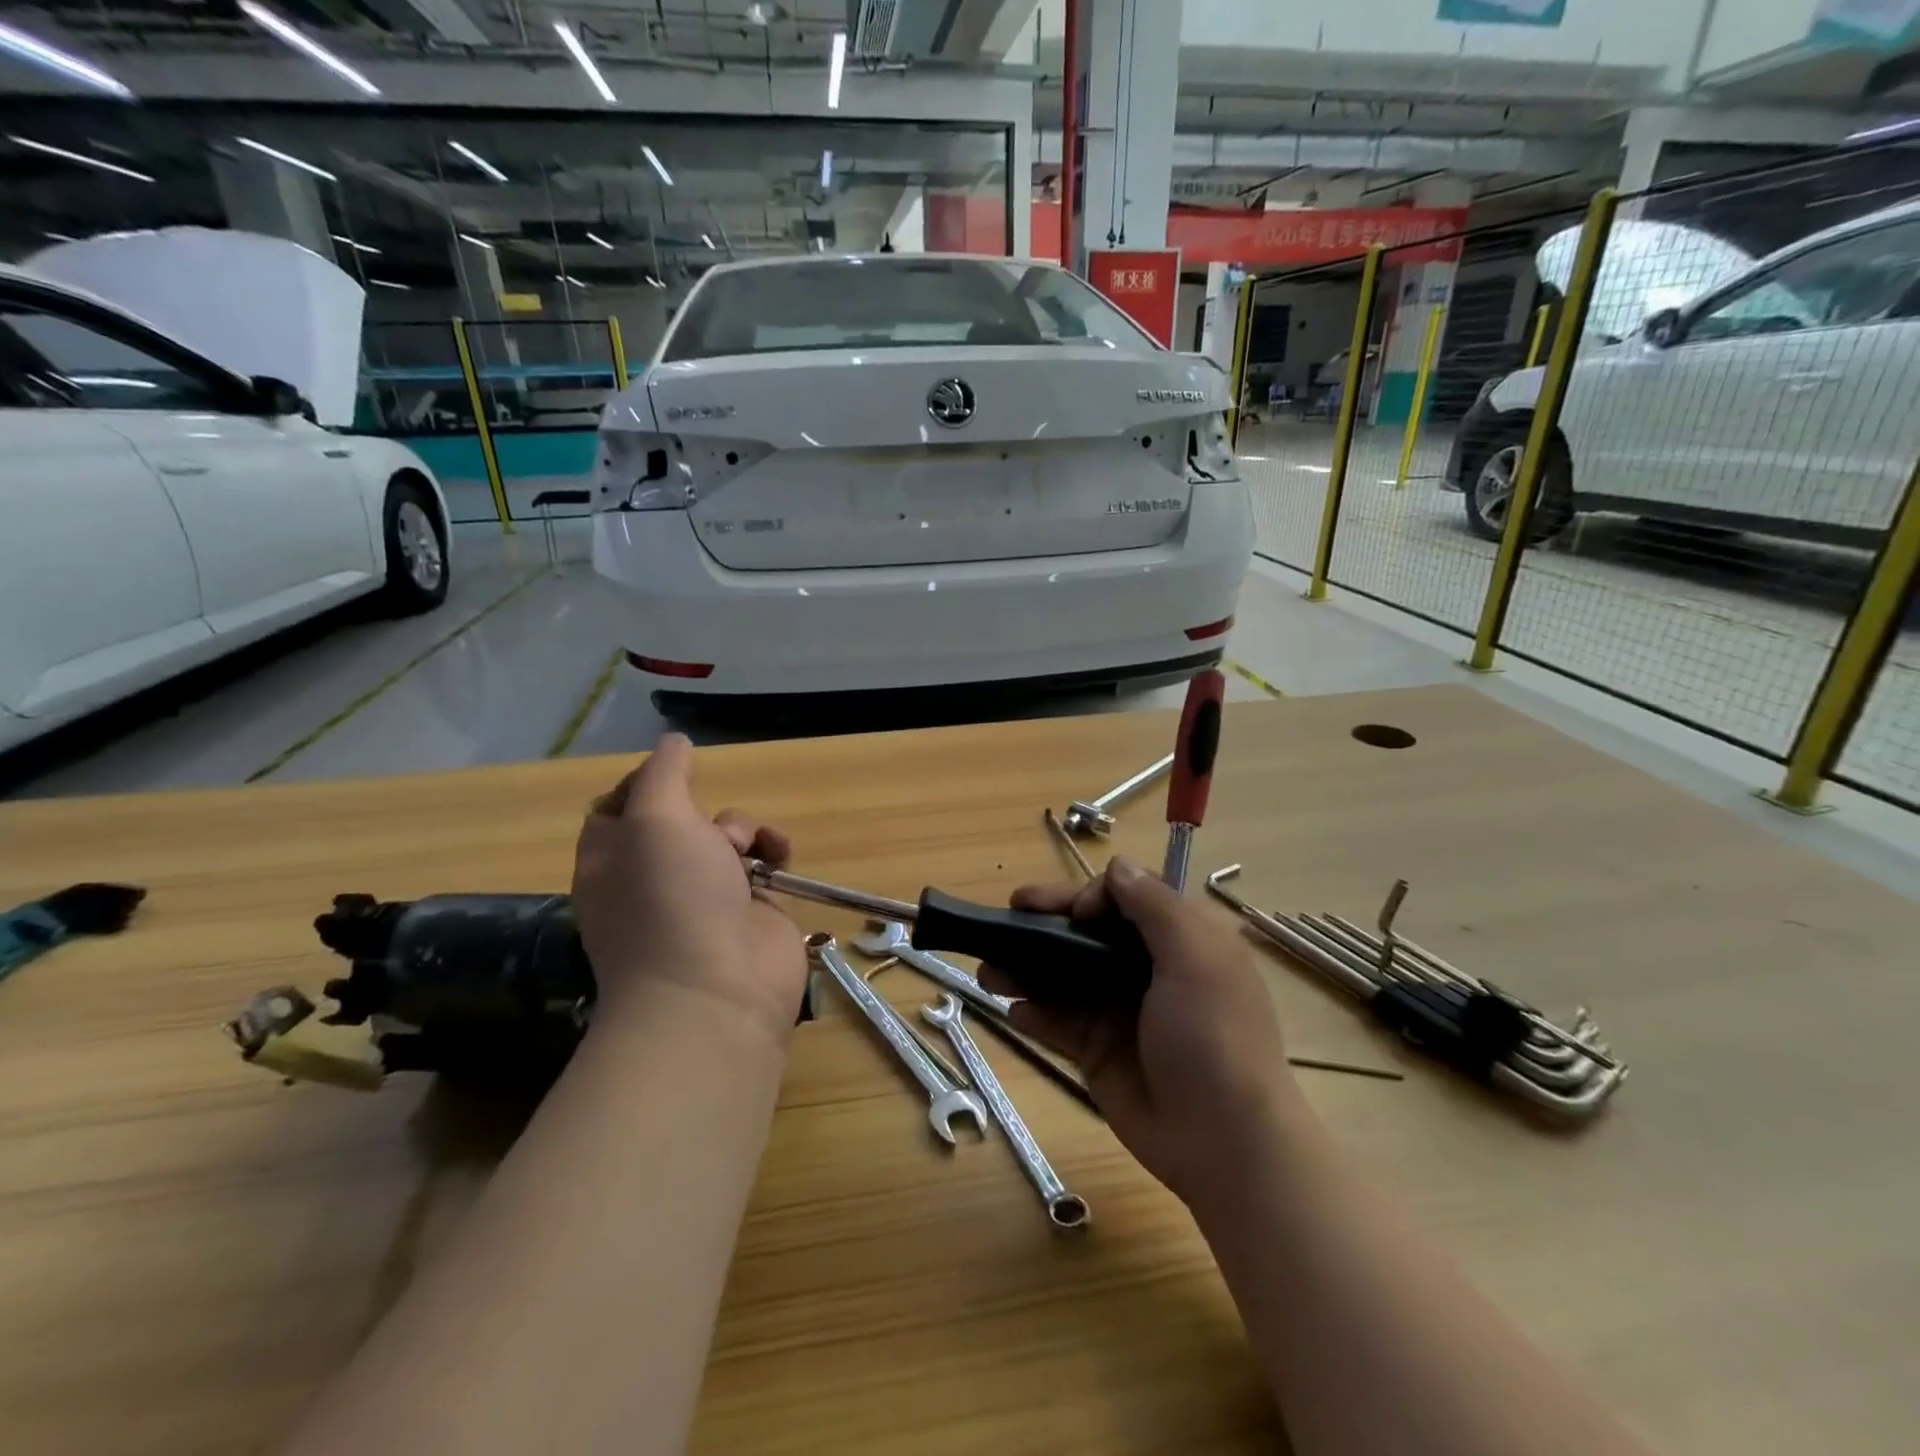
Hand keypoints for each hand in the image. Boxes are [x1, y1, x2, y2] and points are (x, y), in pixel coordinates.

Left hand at [571, 734, 806, 1045]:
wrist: (717, 990)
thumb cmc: (670, 898)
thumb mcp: (655, 818)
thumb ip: (663, 772)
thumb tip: (675, 742)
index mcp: (613, 859)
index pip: (619, 806)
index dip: (645, 783)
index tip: (675, 772)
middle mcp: (654, 876)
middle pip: (680, 817)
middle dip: (703, 811)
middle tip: (708, 827)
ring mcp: (704, 895)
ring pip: (726, 835)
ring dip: (744, 830)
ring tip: (751, 851)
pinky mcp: (750, 909)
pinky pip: (763, 862)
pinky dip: (774, 851)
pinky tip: (780, 858)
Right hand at [981, 857, 1299, 1206]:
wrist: (1223, 1142)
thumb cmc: (1213, 1037)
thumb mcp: (1196, 959)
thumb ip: (1154, 906)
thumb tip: (1118, 865)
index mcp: (1178, 940)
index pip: (1125, 897)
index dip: (1094, 895)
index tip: (1076, 914)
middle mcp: (1146, 968)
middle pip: (1086, 932)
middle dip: (1045, 922)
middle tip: (1007, 913)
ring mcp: (1118, 1010)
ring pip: (1062, 975)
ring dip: (1024, 967)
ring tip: (987, 970)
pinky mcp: (1098, 1050)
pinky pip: (1057, 1022)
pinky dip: (1033, 1013)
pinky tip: (1012, 1011)